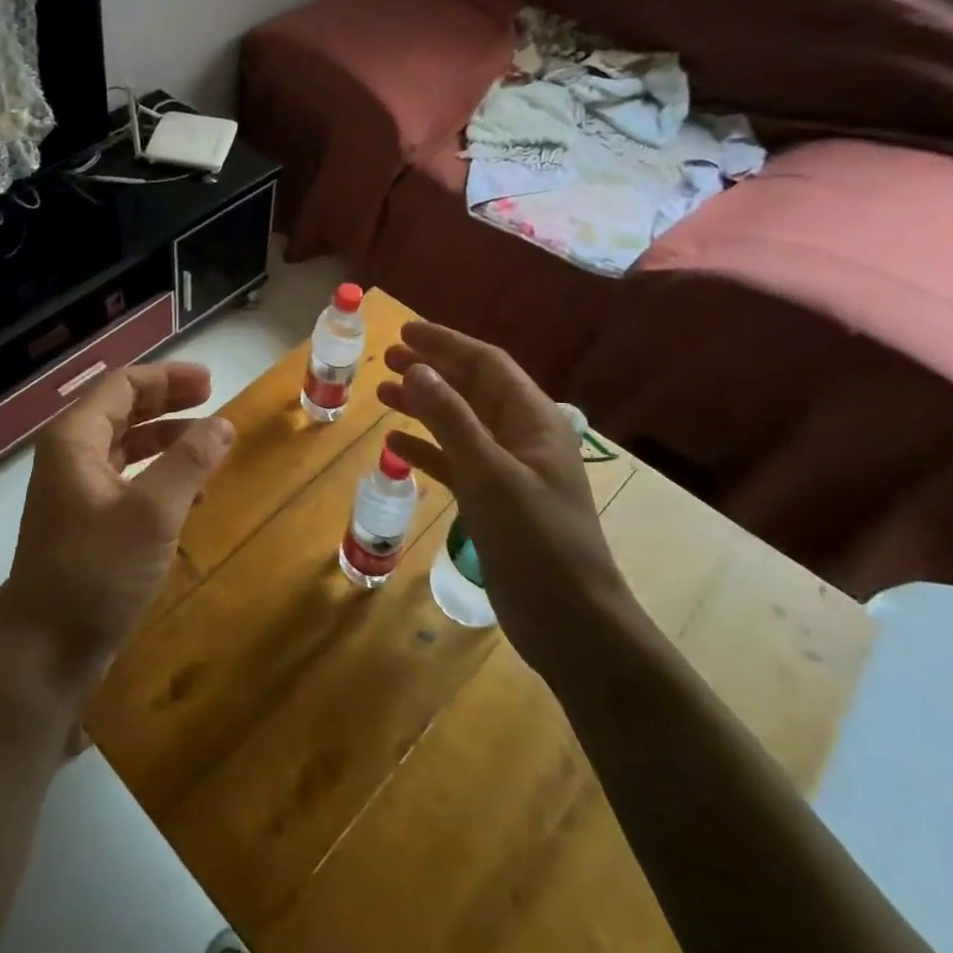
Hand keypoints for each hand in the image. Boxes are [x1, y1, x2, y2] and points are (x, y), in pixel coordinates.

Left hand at [0, 362, 234, 689]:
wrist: (45, 654)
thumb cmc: (96, 573)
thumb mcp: (152, 512)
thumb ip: (189, 461)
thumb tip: (224, 423)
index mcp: (74, 439)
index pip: (122, 385)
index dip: (167, 377)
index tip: (210, 382)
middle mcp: (69, 456)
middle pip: (123, 410)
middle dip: (168, 402)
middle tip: (213, 400)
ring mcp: (74, 491)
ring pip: (125, 446)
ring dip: (166, 440)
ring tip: (209, 446)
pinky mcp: (84, 523)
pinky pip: (126, 481)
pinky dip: (158, 475)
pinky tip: (190, 492)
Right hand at [376, 322, 628, 677]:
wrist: (570, 621)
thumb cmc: (534, 539)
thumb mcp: (488, 472)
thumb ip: (451, 417)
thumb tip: (417, 368)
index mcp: (533, 419)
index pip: (486, 364)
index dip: (445, 343)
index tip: (404, 331)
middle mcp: (522, 436)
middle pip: (472, 388)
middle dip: (431, 370)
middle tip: (386, 357)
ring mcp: (509, 470)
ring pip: (460, 423)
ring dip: (423, 406)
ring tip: (382, 393)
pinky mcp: (495, 501)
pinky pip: (455, 461)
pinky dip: (427, 449)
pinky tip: (395, 446)